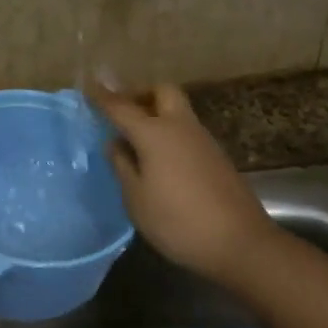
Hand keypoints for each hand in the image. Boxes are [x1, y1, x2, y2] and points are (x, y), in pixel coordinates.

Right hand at [92, 84, 279, 281]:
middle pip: (161, 91)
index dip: (103, 96)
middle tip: (122, 111)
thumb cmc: (178, 222)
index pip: (122, 106)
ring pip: (176, 110)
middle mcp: (180, 127)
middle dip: (140, 93)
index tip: (88, 85)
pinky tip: (159, 159)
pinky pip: (186, 131)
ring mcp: (202, 140)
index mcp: (155, 134)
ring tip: (135, 139)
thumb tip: (115, 143)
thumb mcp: (137, 199)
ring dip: (156, 113)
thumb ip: (123, 166)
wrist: (239, 242)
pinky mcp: (216, 156)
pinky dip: (169, 133)